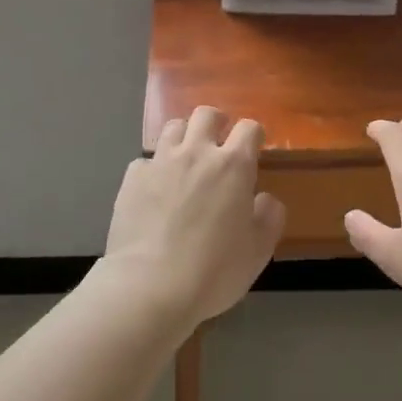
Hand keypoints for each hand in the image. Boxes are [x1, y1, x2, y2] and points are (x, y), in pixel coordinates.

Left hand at [103, 106, 285, 327]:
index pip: (249, 128)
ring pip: (173, 127)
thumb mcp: (258, 250)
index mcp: (233, 165)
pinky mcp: (132, 178)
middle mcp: (197, 153)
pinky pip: (145, 161)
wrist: (150, 286)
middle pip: (206, 114)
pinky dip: (153, 169)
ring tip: (186, 159)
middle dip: (216, 123)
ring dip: (184, 137)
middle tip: (218, 143)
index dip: (253, 134)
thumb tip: (265, 199)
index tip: (254, 148)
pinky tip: (154, 190)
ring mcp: (161, 162)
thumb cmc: (214, 270)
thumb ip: (269, 217)